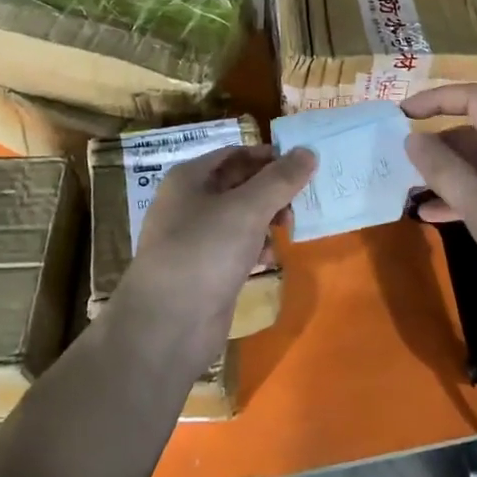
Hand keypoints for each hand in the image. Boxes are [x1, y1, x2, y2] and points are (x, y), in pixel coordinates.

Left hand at [117, 145, 314, 361]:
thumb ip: (281, 179)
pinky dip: (256, 248)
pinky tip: (269, 260)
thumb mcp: (248, 208)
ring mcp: (196, 238)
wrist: (168, 324)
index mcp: (190, 178)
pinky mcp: (205, 270)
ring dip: (268, 220)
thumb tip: (308, 151)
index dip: (268, 156)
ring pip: (241, 217)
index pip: (235, 153)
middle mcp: (190, 203)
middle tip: (300, 202)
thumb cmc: (205, 251)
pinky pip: (237, 247)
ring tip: (287, 230)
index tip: (302, 166)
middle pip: (240, 184)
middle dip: (272, 191)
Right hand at [402, 86, 476, 314]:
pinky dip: (460, 196)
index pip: (472, 98)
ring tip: (409, 188)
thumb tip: (412, 138)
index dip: (436, 98)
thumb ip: (443, 169)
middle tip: (400, 159)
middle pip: (472, 131)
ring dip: (444, 172)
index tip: (401, 114)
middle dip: (435, 142)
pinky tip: (432, 215)